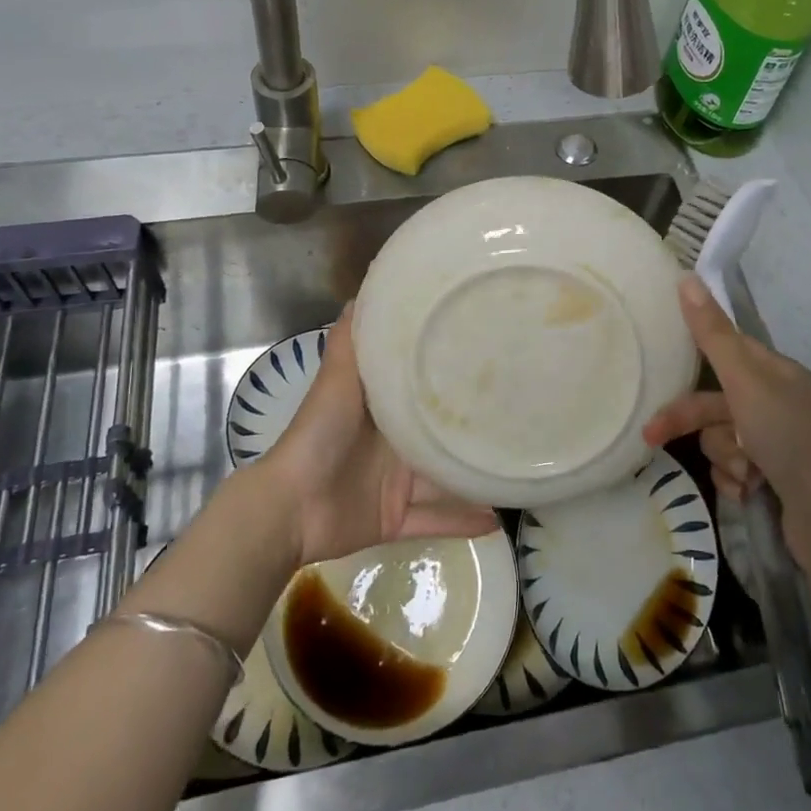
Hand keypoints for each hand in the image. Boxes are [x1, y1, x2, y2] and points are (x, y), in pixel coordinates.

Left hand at [259, 304, 498, 565]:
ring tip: (518, 467)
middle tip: (519, 414)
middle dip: (471, 427)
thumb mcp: (338, 378)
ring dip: (474, 477)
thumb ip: (352, 339)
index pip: (422, 386)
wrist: (291, 505)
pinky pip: (436, 520)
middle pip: (439, 433)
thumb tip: (366, 289)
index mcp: (382, 408)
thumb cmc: (319, 433)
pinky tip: (500, 520)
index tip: (487, 354)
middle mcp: (393, 442)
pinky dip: (464, 521)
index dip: (450, 372)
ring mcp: (396, 482)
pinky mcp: (396, 518)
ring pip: (445, 478)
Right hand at [643, 277, 810, 615]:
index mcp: (776, 373)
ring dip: (725, 457)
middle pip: (714, 401)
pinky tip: (751, 492)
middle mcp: (775, 404)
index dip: (694, 356)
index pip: (725, 351)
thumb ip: (712, 334)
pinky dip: (736, 482)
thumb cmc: (791, 439)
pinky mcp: (772, 481)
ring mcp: (775, 445)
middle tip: (652, 435)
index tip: (660, 363)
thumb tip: (685, 276)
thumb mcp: (746, 381)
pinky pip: (731, 471)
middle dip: (689, 420)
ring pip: (720, 439)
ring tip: (746, 473)